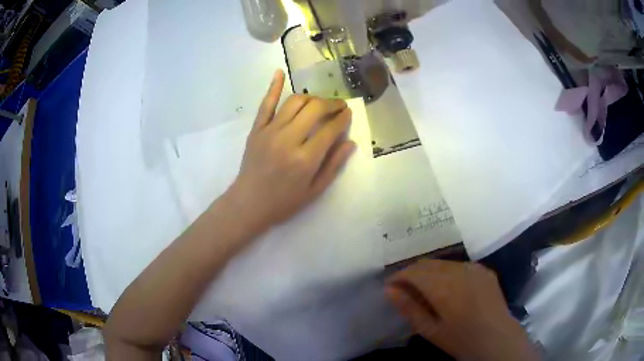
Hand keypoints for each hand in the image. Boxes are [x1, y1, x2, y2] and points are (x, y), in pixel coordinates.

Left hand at [225, 69, 355, 233]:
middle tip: (339, 106)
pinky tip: (280, 72)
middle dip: (331, 104)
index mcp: (305, 159)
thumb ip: (333, 165)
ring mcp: (270, 131)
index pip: (330, 129)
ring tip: (319, 103)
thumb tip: (350, 142)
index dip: (343, 118)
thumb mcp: (314, 191)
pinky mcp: (256, 129)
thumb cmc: (284, 201)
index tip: (348, 114)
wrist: (249, 203)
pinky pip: (266, 104)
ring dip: (311, 98)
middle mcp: (288, 140)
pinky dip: (273, 87)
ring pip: (294, 102)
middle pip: (315, 109)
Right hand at [386, 260, 538, 360]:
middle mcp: (458, 269)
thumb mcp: (429, 329)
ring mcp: (473, 267)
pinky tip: (449, 288)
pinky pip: (459, 265)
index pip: (413, 271)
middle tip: (405, 290)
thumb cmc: (460, 338)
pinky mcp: (483, 269)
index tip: (390, 287)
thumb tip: (389, 290)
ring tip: (425, 290)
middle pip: (428, 263)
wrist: (497, 337)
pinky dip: (447, 273)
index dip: (399, 276)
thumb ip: (409, 308)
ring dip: (430, 272)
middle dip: (413, 273)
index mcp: (443, 285)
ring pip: (443, 263)